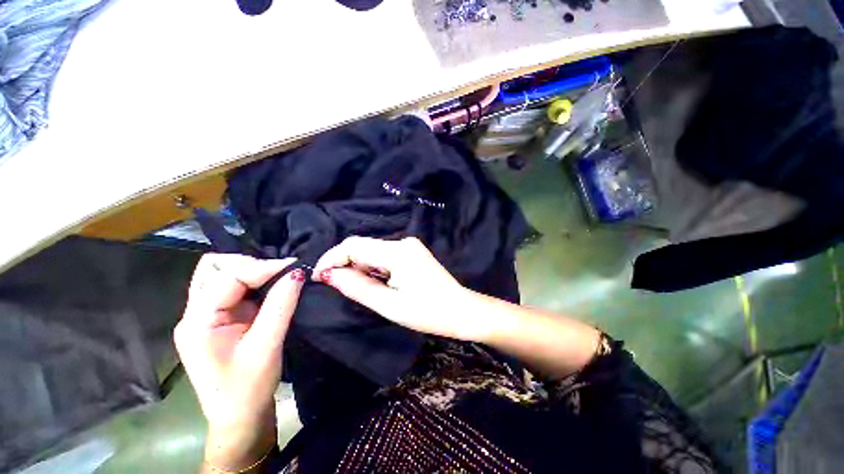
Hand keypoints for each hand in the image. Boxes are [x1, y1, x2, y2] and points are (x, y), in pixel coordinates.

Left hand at [174, 254, 304, 470]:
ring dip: (250, 270)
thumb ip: (280, 306)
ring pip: (221, 274)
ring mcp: (205, 316)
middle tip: (281, 272)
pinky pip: (233, 287)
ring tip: (278, 277)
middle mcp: (194, 314)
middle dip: (249, 263)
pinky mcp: (218, 319)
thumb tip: (297, 272)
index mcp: (197, 323)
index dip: (263, 267)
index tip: (295, 267)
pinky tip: (271, 286)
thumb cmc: (248, 389)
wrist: (239, 417)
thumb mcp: (266, 347)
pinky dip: (253, 281)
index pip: (227, 277)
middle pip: (213, 267)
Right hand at [312, 237, 491, 341]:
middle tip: (336, 288)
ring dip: (359, 268)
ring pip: (372, 252)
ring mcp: (408, 246)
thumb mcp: (389, 305)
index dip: (332, 258)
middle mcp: (403, 242)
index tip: (318, 277)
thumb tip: (329, 275)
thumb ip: (357, 287)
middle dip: (345, 265)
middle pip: (362, 247)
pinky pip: (383, 256)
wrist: (461, 310)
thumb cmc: (428, 312)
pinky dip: (373, 269)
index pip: (354, 245)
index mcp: (398, 252)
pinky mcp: (411, 252)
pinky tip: (377, 284)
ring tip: (361, 290)